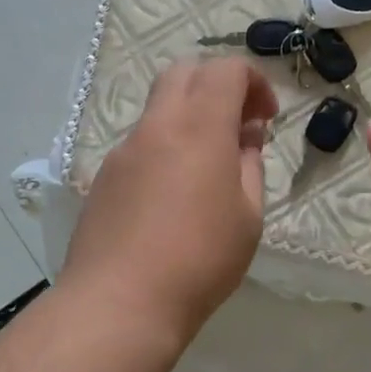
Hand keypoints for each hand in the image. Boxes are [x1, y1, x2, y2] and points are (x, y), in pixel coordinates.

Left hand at [63, 57, 278, 342]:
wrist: (120, 302)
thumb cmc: (200, 260)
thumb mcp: (248, 216)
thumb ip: (249, 165)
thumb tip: (246, 136)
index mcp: (199, 127)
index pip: (225, 69)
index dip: (253, 81)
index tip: (265, 117)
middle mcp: (157, 126)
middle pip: (184, 73)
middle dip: (217, 84)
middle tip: (238, 124)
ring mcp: (124, 150)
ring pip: (159, 108)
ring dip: (189, 117)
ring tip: (208, 166)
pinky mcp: (104, 176)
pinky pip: (141, 143)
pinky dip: (165, 146)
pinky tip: (172, 196)